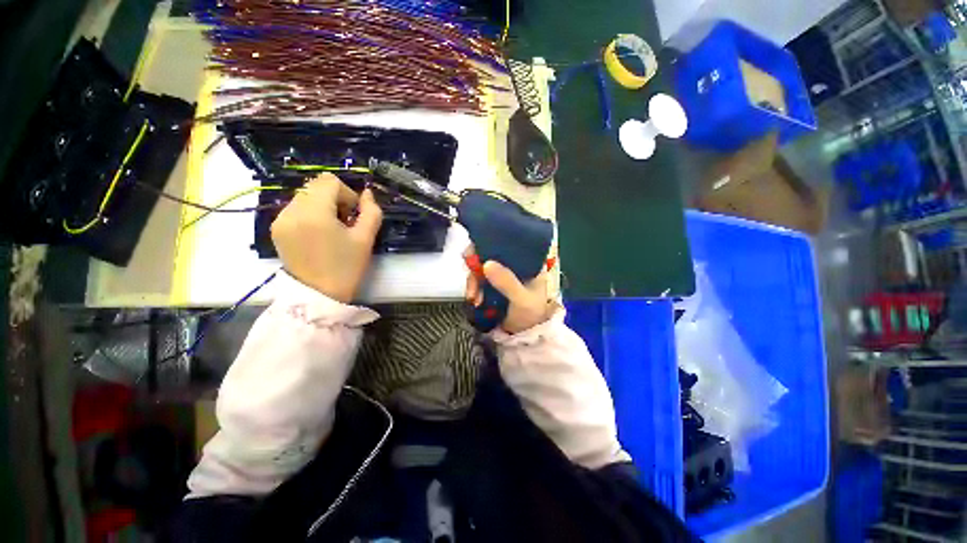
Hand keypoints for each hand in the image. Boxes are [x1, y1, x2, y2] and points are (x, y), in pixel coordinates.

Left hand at [271, 174, 382, 302]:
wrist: (318, 296)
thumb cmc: (346, 268)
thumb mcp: (365, 239)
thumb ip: (371, 212)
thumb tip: (367, 194)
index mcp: (314, 212)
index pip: (329, 181)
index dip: (347, 194)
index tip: (354, 215)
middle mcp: (291, 210)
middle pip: (316, 187)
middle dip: (335, 200)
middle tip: (345, 223)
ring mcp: (280, 220)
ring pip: (305, 197)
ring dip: (323, 206)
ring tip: (332, 230)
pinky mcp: (276, 229)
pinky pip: (296, 209)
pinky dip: (311, 214)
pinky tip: (319, 235)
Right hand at [464, 247, 555, 333]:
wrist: (524, 336)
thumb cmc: (531, 314)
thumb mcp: (522, 299)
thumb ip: (507, 282)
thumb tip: (486, 263)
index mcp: (528, 262)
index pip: (509, 243)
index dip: (491, 242)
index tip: (477, 251)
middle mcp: (514, 264)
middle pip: (490, 253)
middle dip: (477, 264)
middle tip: (471, 274)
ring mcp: (502, 274)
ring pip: (481, 267)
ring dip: (473, 280)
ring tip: (473, 296)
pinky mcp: (492, 285)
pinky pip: (478, 280)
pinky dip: (474, 288)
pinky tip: (474, 300)